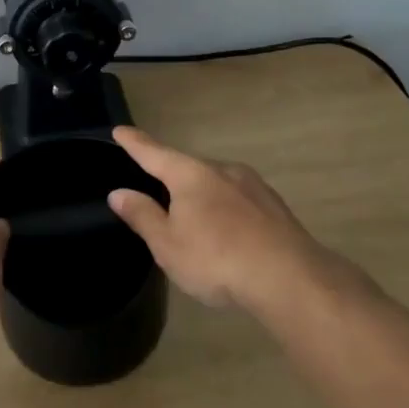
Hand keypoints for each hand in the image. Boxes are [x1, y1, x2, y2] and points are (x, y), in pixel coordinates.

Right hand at [108, 127, 333, 312]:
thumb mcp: (168, 244)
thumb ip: (143, 215)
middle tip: (157, 198)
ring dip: (201, 197)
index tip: (120, 130)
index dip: (135, 143)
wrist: (289, 277)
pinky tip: (227, 234)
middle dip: (172, 179)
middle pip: (188, 169)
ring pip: (216, 184)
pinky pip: (238, 201)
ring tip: (194, 224)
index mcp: (191, 175)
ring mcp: (253, 186)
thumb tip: (119, 192)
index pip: (154, 154)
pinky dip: (225, 211)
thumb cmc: (216, 259)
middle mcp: (222, 170)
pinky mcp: (274, 206)